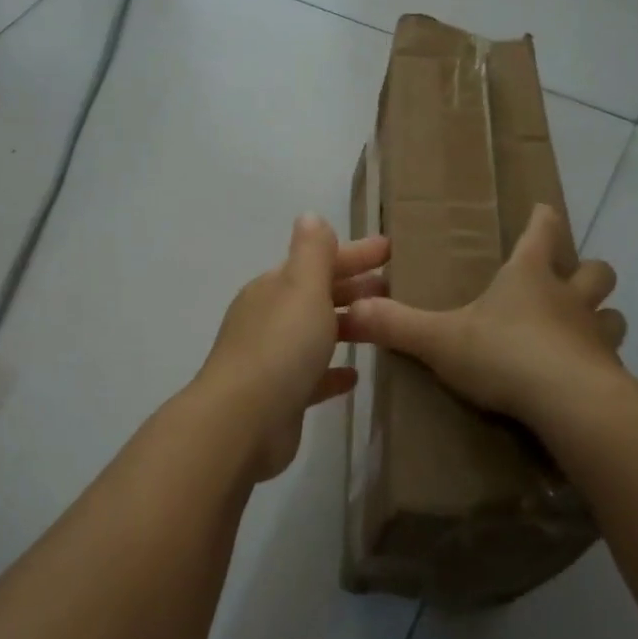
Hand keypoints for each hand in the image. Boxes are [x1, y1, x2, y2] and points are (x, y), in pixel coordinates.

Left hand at [196, 214, 389, 480]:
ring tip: (384, 325)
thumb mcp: (302, 287)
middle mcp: (270, 318)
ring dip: (346, 326)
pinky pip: (313, 377)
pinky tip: (354, 375)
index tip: (391, 249)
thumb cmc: (280, 346)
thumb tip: (310, 216)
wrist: (242, 422)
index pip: (319, 261)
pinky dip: (332, 372)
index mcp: (275, 288)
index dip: (355, 253)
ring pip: (316, 334)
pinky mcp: (282, 397)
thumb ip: (312, 252)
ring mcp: (273, 359)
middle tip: (395, 287)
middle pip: (318, 296)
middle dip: (354, 288)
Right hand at [341, 204, 627, 429]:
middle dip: (587, 271)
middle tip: (570, 282)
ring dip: (603, 318)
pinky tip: (586, 381)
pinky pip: (613, 361)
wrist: (568, 404)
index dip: (542, 220)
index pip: (542, 232)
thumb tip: (349, 311)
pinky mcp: (611, 374)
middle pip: (595, 270)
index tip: (543, 210)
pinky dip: (603, 365)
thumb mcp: (440, 340)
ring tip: (584, 333)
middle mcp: (569, 298)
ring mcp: (597, 336)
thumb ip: (396, 325)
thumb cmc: (503, 354)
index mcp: (529, 277)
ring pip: (613, 315)